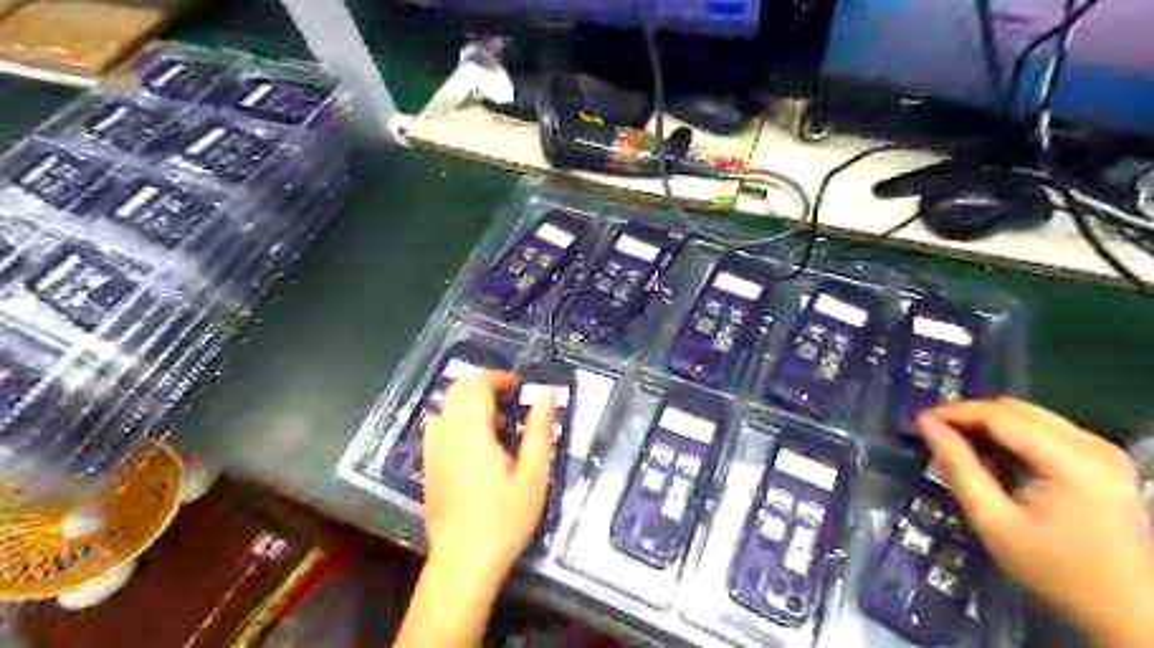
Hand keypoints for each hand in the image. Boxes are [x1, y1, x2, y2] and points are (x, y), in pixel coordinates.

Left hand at [423, 371, 555, 590]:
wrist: (463, 563)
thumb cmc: (505, 520)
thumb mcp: (534, 476)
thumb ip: (540, 430)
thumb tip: (547, 393)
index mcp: (472, 435)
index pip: (477, 386)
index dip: (499, 378)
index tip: (521, 387)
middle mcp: (447, 435)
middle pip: (459, 390)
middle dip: (486, 385)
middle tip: (513, 400)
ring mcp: (432, 450)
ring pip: (447, 405)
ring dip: (471, 400)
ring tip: (497, 420)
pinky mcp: (428, 465)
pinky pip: (439, 424)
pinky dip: (457, 417)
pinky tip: (475, 440)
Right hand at [922, 396, 1153, 646]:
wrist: (1130, 614)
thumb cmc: (1056, 571)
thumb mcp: (994, 521)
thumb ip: (958, 467)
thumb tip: (927, 426)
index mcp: (1070, 460)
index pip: (998, 415)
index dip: (952, 413)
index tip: (917, 423)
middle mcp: (1092, 445)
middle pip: (1016, 409)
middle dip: (969, 416)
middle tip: (934, 435)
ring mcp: (1103, 452)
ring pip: (1030, 416)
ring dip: (989, 425)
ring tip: (957, 447)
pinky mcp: (1104, 462)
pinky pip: (1046, 431)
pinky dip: (1012, 437)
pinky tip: (993, 459)